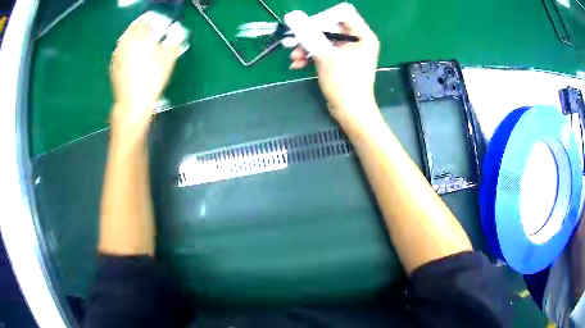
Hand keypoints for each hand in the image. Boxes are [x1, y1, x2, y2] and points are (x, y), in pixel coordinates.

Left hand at [110, 20, 179, 135]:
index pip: (145, 21)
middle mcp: (125, 42)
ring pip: (125, 40)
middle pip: (133, 29)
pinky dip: (126, 52)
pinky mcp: (113, 67)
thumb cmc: (152, 80)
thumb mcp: (168, 59)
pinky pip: (120, 53)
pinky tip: (132, 60)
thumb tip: (177, 31)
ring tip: (141, 47)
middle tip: (151, 35)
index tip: (159, 26)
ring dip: (133, 40)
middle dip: (142, 29)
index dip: (153, 22)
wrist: (133, 104)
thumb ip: (173, 41)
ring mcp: (117, 55)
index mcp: (139, 36)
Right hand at [289, 8, 379, 124]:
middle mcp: (358, 41)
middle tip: (294, 43)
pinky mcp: (341, 62)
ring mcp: (349, 52)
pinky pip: (324, 52)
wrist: (350, 111)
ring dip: (307, 48)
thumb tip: (295, 19)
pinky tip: (297, 65)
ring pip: (324, 41)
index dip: (322, 20)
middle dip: (309, 36)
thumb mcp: (325, 55)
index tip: (306, 28)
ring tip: (294, 59)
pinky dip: (311, 57)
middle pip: (330, 28)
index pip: (341, 16)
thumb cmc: (344, 82)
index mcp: (362, 35)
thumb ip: (310, 35)